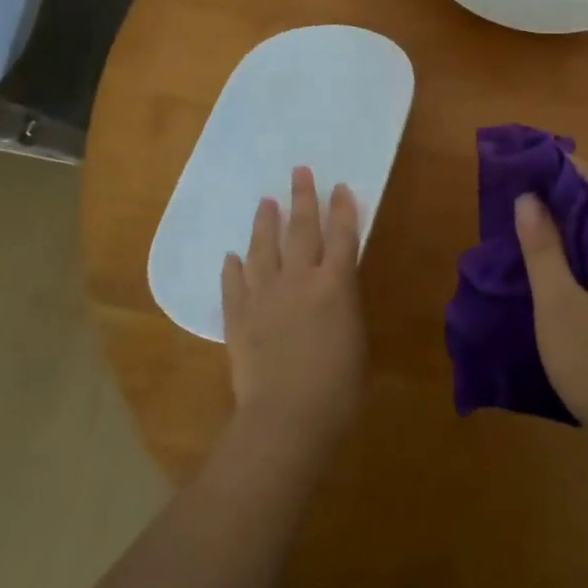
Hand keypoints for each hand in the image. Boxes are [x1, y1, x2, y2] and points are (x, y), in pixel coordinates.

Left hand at [221, 166, 365, 446]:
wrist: (287, 415)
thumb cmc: (337, 387)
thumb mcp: (355, 340)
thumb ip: (344, 307)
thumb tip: (335, 291)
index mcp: (335, 285)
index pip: (342, 236)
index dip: (342, 210)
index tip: (339, 187)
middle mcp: (299, 279)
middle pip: (301, 230)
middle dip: (302, 198)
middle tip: (298, 171)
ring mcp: (264, 295)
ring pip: (263, 248)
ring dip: (264, 223)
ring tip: (265, 201)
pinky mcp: (238, 315)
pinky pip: (234, 283)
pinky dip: (233, 267)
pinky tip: (231, 256)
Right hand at [515, 159, 587, 453]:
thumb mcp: (558, 306)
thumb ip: (543, 249)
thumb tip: (530, 198)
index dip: (575, 169)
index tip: (541, 156)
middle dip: (571, 197)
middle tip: (527, 191)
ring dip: (577, 229)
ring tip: (536, 228)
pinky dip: (586, 257)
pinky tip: (561, 276)